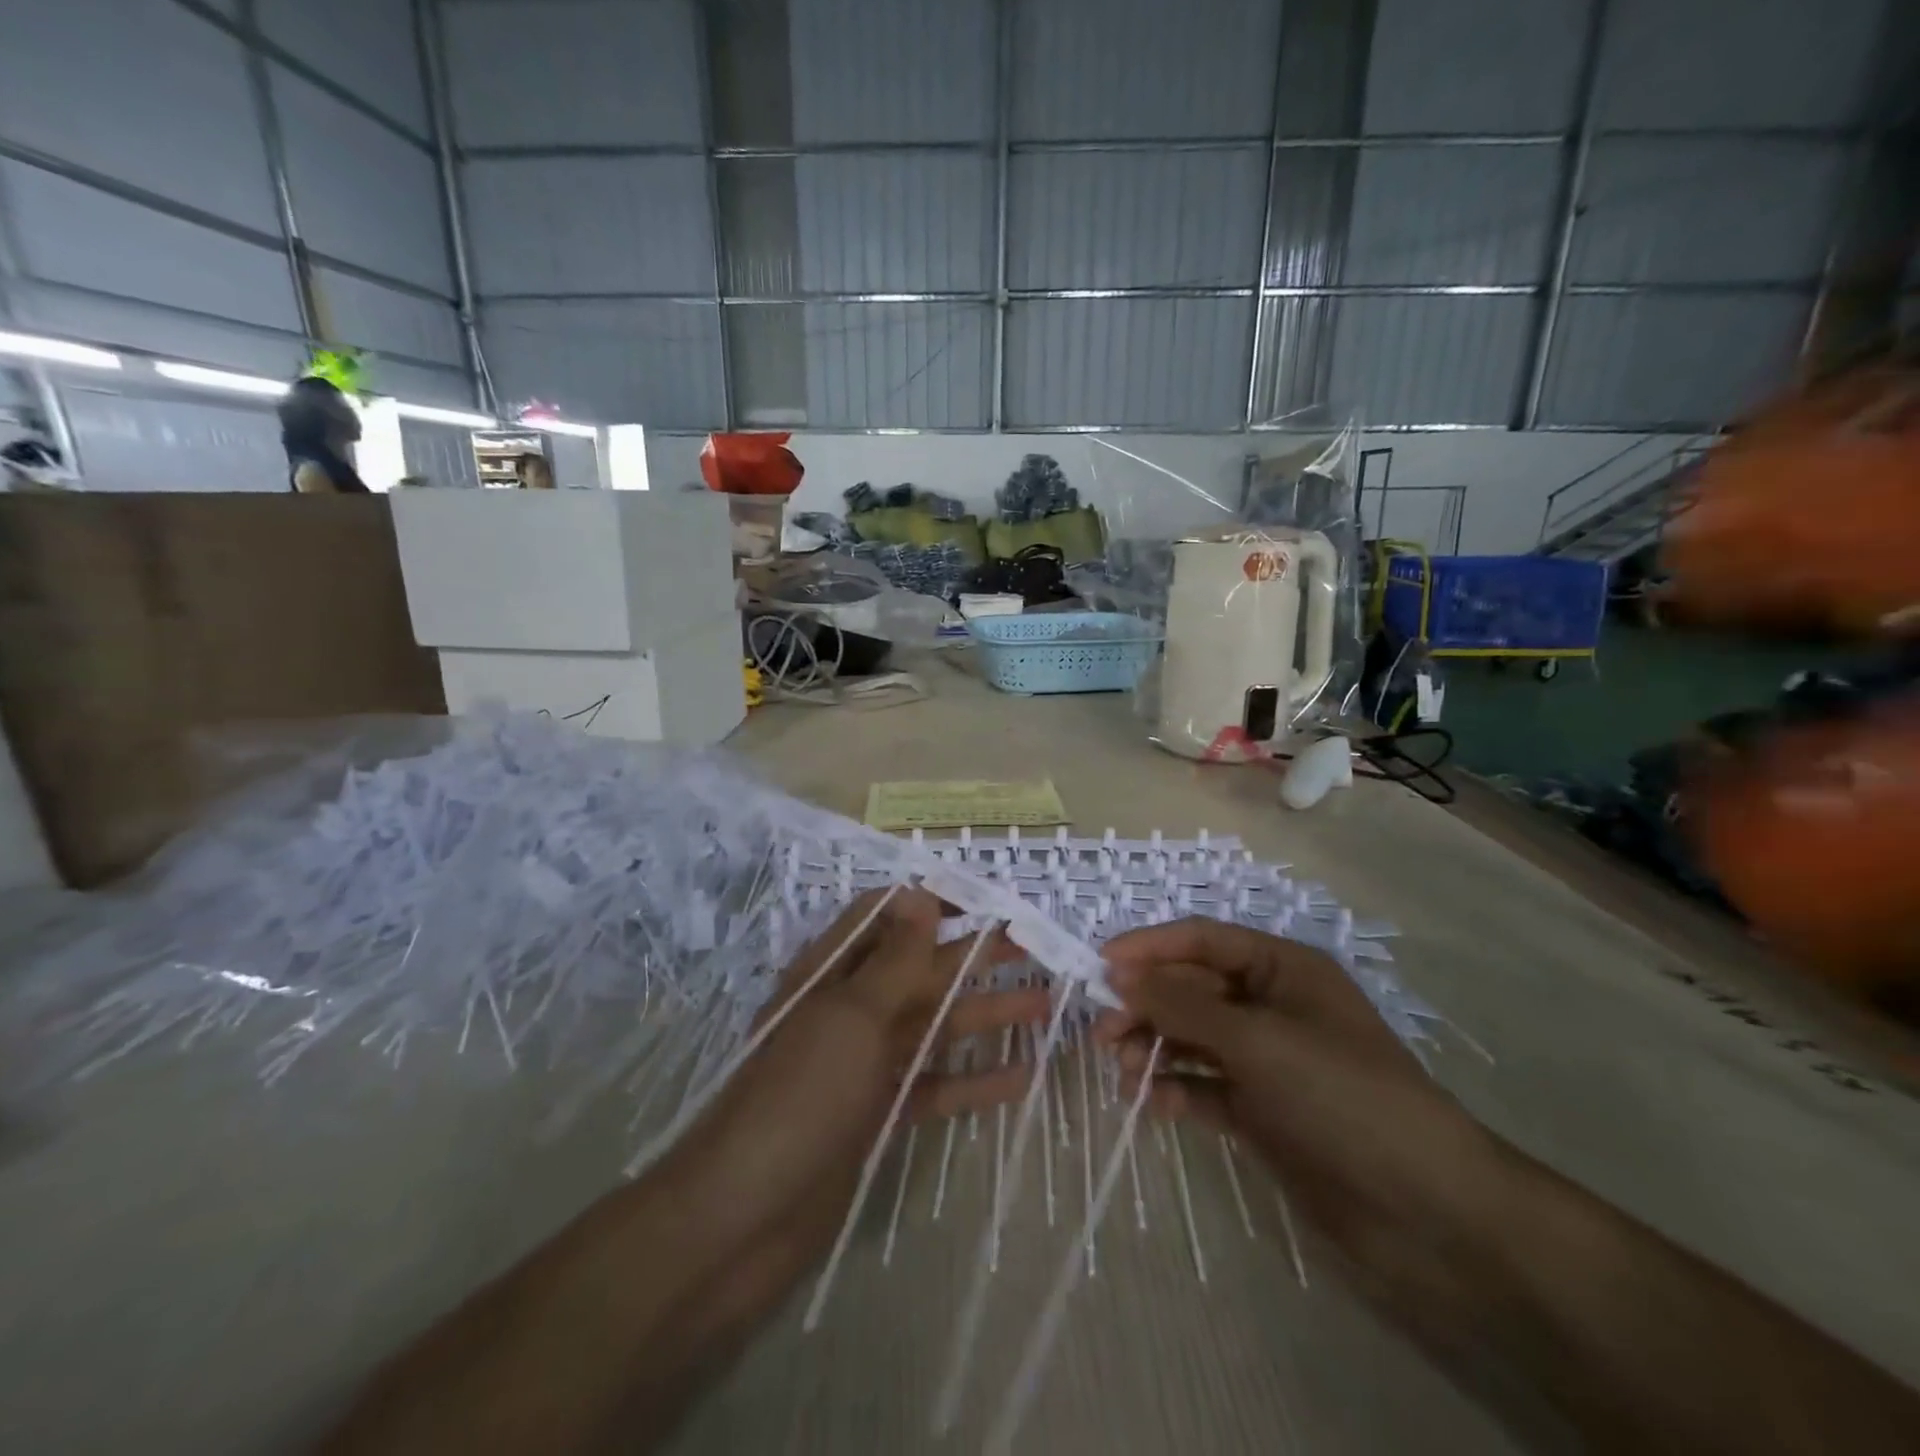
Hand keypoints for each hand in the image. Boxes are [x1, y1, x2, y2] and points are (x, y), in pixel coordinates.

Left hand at [660, 888, 1048, 1277]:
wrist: (743, 1219)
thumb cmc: (800, 1097)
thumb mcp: (851, 1016)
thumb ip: (893, 958)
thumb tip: (920, 893)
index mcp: (833, 973)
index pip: (887, 917)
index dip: (934, 904)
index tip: (987, 900)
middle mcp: (851, 1009)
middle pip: (920, 970)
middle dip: (973, 956)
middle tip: (1032, 947)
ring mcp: (865, 1063)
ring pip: (934, 1026)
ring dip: (984, 1014)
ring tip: (1043, 1004)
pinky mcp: (878, 1113)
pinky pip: (934, 1086)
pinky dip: (973, 1080)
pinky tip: (1020, 1077)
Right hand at [1097, 918, 1507, 1292]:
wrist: (1428, 1212)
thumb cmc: (1342, 1096)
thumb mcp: (1258, 1040)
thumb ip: (1183, 1004)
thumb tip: (1119, 973)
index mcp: (1282, 969)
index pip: (1202, 940)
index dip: (1149, 948)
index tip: (1099, 967)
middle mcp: (1271, 1006)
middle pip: (1192, 989)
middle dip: (1146, 1005)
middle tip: (1103, 1033)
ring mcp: (1267, 1060)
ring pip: (1193, 1037)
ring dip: (1154, 1047)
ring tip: (1122, 1071)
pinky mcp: (1263, 1110)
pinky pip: (1205, 1085)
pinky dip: (1177, 1089)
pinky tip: (1155, 1105)